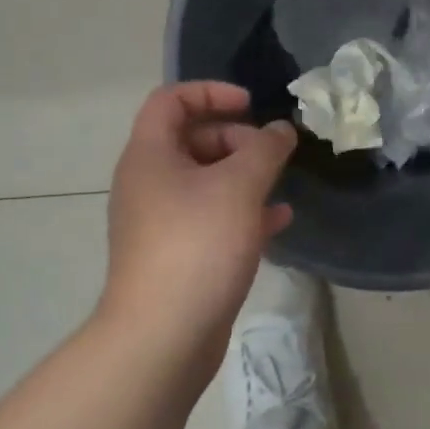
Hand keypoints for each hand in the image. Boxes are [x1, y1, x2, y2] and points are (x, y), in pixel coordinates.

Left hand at [103, 82, 296, 349]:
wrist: (163, 336)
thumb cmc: (197, 245)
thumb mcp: (239, 187)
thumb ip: (265, 149)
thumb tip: (281, 130)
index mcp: (150, 155)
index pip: (171, 100)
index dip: (211, 92)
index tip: (251, 105)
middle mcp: (149, 183)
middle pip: (191, 139)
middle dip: (236, 139)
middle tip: (270, 154)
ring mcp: (160, 221)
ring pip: (205, 182)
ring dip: (244, 176)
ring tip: (280, 185)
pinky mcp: (177, 254)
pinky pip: (211, 218)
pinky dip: (242, 211)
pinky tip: (278, 221)